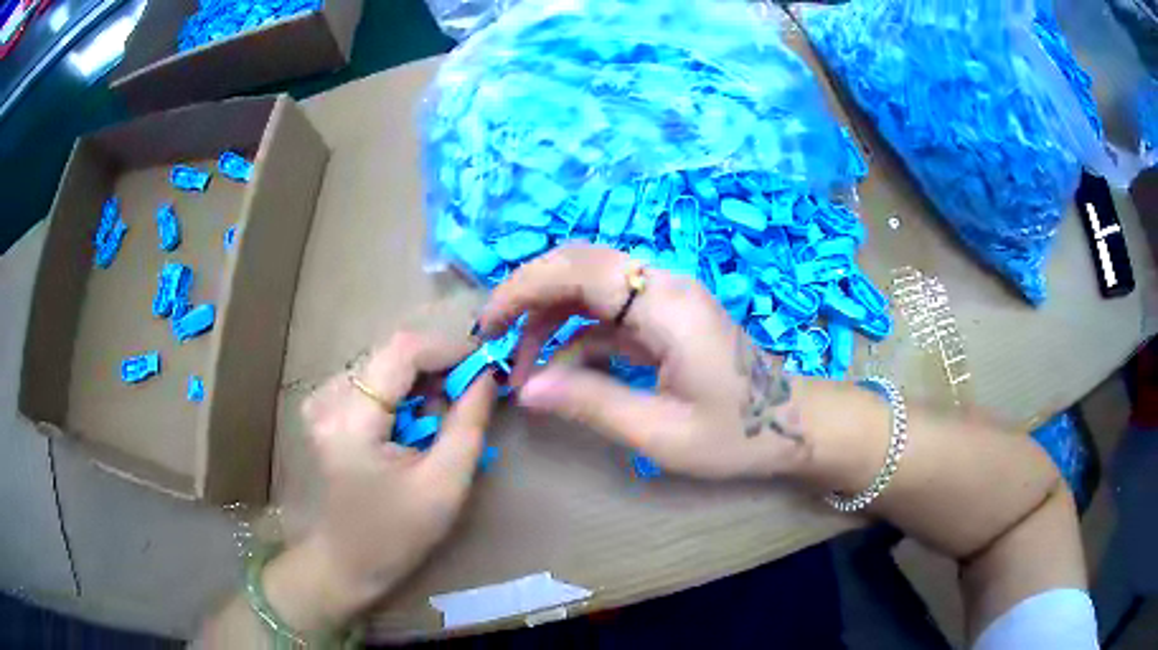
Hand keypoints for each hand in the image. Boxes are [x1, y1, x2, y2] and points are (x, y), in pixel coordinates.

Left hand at [291, 331, 496, 621]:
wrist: (346, 561)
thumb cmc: (397, 533)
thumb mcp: (445, 485)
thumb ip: (469, 423)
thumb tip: (487, 375)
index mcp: (351, 420)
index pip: (403, 351)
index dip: (449, 348)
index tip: (486, 364)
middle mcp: (328, 397)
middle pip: (392, 354)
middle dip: (437, 369)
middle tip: (469, 398)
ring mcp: (321, 401)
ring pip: (385, 366)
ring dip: (420, 383)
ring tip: (438, 423)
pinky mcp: (323, 409)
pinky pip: (371, 381)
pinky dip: (400, 394)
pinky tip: (410, 426)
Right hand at [477, 243, 810, 479]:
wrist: (791, 425)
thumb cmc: (737, 434)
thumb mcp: (662, 432)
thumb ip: (592, 404)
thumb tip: (525, 390)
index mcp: (665, 303)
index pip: (578, 270)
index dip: (523, 289)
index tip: (486, 326)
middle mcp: (663, 285)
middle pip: (579, 265)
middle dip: (528, 296)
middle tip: (493, 339)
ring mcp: (665, 298)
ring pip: (589, 286)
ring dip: (549, 319)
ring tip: (525, 371)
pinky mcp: (664, 317)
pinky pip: (607, 313)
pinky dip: (575, 336)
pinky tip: (560, 372)